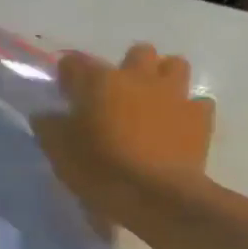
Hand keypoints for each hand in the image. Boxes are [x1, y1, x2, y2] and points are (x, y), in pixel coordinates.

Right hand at [33, 44, 213, 233]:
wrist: (155, 196)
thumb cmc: (99, 168)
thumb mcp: (58, 150)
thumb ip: (49, 126)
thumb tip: (46, 115)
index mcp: (99, 81)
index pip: (75, 62)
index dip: (69, 75)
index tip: (65, 93)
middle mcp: (138, 77)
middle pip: (138, 52)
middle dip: (128, 67)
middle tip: (116, 95)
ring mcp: (174, 95)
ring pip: (175, 66)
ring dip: (163, 78)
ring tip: (151, 102)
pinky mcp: (200, 118)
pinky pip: (198, 103)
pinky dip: (187, 111)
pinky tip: (176, 127)